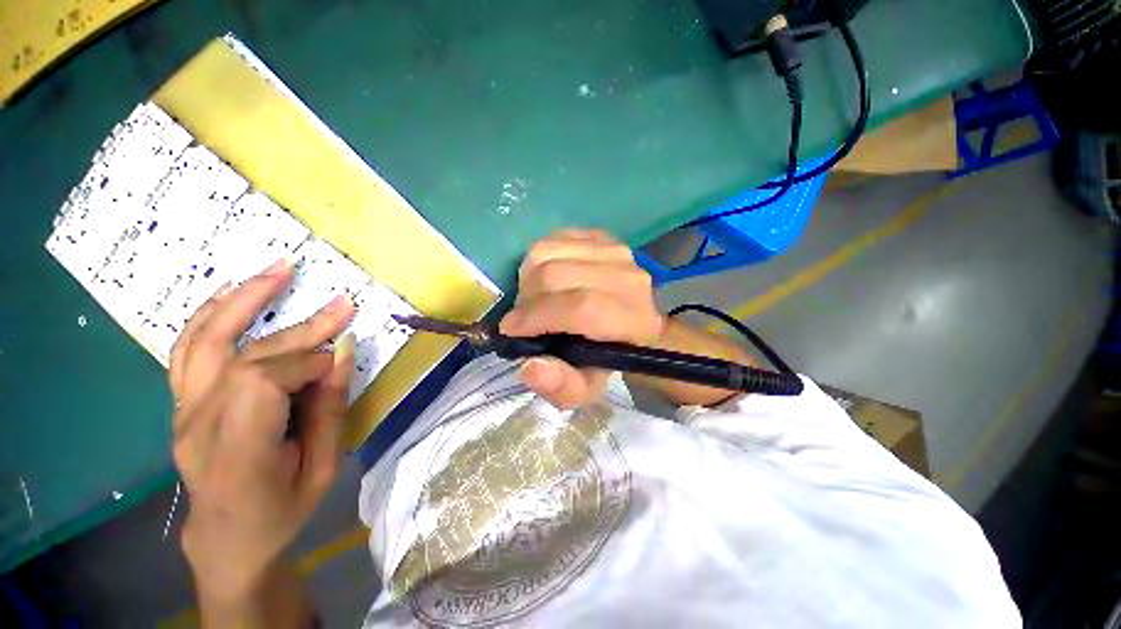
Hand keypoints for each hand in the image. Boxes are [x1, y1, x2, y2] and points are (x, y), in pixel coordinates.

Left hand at [170, 258, 355, 604]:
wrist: (227, 539)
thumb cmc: (281, 511)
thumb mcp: (322, 468)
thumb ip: (330, 409)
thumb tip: (342, 354)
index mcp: (236, 451)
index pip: (265, 382)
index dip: (308, 363)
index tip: (341, 360)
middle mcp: (199, 424)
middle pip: (246, 356)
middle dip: (301, 329)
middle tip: (341, 303)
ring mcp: (183, 410)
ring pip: (206, 340)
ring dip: (242, 299)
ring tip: (278, 269)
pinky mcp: (182, 402)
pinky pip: (188, 348)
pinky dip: (210, 314)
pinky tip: (232, 291)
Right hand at [500, 229, 666, 407]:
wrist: (633, 326)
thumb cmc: (607, 359)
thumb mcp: (585, 387)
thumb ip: (561, 386)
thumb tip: (530, 366)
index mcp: (633, 320)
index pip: (581, 307)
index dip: (538, 317)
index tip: (510, 329)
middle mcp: (630, 278)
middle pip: (557, 274)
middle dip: (526, 299)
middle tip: (524, 318)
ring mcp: (616, 251)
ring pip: (548, 251)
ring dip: (528, 278)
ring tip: (535, 299)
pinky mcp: (603, 237)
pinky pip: (554, 238)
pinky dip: (540, 259)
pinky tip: (547, 280)